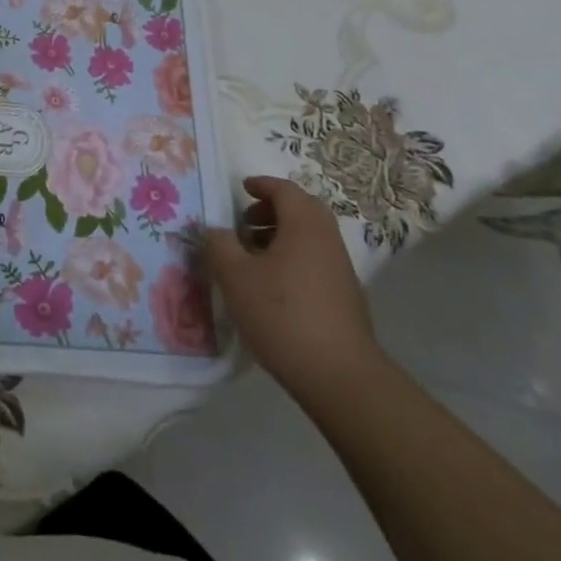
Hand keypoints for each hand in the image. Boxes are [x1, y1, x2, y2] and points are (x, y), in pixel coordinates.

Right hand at [206, 175, 381, 399]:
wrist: (339, 375)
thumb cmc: (282, 314)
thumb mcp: (235, 276)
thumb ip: (220, 245)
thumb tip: (215, 229)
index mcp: (304, 226)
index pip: (285, 190)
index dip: (262, 185)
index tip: (241, 189)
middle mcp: (327, 240)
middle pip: (302, 210)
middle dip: (272, 209)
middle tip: (245, 222)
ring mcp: (340, 269)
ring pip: (309, 236)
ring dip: (281, 235)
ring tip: (252, 255)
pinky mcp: (345, 296)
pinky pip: (315, 259)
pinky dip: (293, 257)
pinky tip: (272, 285)